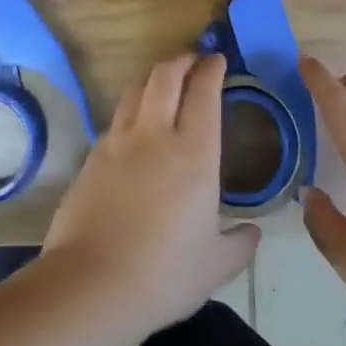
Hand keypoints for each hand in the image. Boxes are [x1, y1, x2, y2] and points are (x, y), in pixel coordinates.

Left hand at [43, 53, 259, 335]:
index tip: (218, 60)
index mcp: (194, 153)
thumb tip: (252, 232)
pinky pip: (116, 119)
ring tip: (163, 86)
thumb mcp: (216, 265)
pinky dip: (131, 111)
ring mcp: (118, 141)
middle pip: (165, 75)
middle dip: (181, 61)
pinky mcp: (92, 156)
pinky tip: (135, 130)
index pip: (204, 92)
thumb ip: (240, 243)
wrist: (93, 284)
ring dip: (153, 79)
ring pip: (135, 90)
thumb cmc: (165, 274)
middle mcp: (155, 135)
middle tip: (192, 62)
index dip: (211, 69)